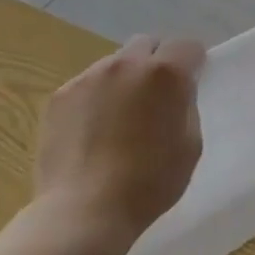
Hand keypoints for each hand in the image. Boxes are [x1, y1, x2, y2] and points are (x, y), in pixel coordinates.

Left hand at [33, 36, 204, 250]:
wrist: (84, 210)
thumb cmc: (150, 182)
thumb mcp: (191, 144)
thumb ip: (186, 106)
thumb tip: (176, 93)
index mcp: (166, 74)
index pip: (187, 45)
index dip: (193, 62)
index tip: (192, 82)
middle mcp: (127, 64)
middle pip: (148, 44)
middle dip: (157, 61)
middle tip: (157, 95)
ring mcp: (89, 77)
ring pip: (115, 63)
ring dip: (125, 78)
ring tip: (121, 115)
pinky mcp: (60, 95)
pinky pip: (88, 84)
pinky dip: (97, 97)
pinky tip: (94, 129)